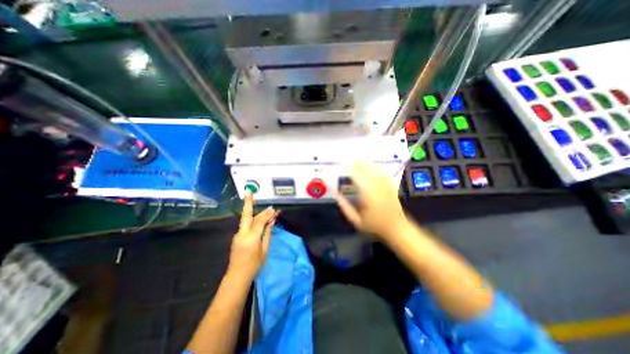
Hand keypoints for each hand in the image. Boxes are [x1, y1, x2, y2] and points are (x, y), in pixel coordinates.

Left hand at [226, 191, 275, 281]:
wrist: (237, 276)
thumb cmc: (254, 265)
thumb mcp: (265, 250)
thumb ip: (268, 233)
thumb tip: (272, 221)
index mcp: (251, 238)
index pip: (260, 221)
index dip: (267, 214)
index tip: (274, 209)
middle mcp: (242, 233)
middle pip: (247, 216)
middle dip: (249, 203)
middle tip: (252, 193)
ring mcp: (237, 235)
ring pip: (247, 219)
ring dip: (255, 213)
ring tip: (266, 210)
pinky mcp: (237, 236)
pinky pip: (246, 225)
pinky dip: (253, 220)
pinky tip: (260, 219)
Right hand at [335, 161, 408, 240]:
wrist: (396, 228)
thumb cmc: (374, 225)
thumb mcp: (356, 220)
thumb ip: (345, 206)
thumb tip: (335, 194)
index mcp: (367, 195)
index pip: (357, 178)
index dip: (350, 170)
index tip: (344, 165)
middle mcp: (376, 188)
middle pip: (367, 171)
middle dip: (360, 164)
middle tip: (353, 158)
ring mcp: (385, 186)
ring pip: (376, 171)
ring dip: (369, 164)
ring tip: (363, 158)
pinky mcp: (391, 187)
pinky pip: (384, 175)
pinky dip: (379, 169)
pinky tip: (376, 166)